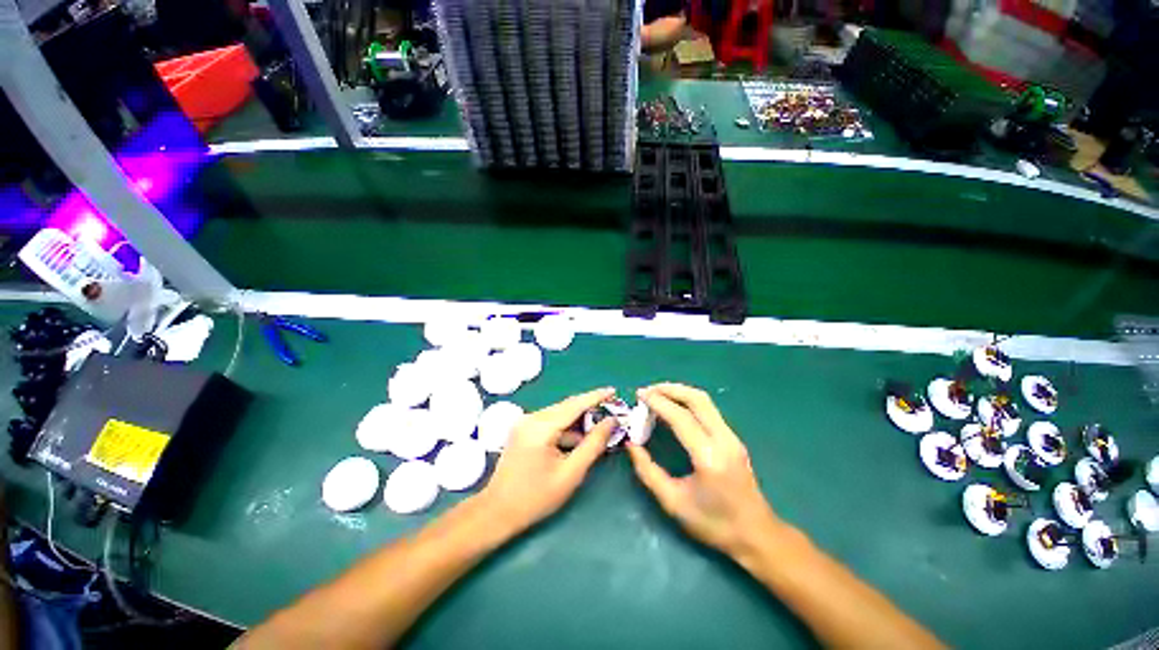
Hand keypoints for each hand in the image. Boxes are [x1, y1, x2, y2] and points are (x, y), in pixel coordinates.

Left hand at [478, 388, 616, 534]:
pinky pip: (550, 421)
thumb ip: (593, 444)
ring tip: (598, 426)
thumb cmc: (536, 498)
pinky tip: (577, 439)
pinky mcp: (523, 429)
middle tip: (611, 410)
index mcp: (541, 427)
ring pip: (559, 413)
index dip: (596, 396)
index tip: (613, 390)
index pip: (574, 405)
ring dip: (578, 419)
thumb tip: (611, 422)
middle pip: (566, 406)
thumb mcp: (571, 473)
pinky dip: (566, 427)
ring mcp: (525, 422)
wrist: (497, 511)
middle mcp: (531, 418)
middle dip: (589, 407)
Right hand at [627, 383, 781, 559]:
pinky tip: (674, 407)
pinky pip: (709, 410)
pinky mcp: (733, 438)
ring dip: (679, 392)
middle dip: (669, 389)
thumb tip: (630, 444)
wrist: (756, 535)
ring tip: (657, 394)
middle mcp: (724, 440)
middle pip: (697, 399)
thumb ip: (648, 471)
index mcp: (709, 457)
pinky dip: (688, 401)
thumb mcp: (673, 502)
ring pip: (705, 401)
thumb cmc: (714, 524)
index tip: (639, 395)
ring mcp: (732, 437)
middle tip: (647, 391)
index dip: (658, 402)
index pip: (681, 417)